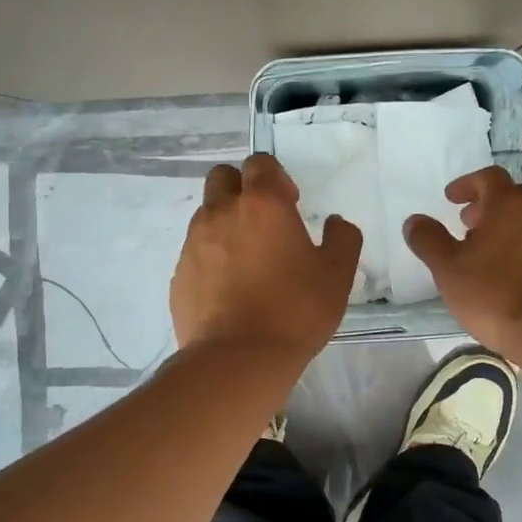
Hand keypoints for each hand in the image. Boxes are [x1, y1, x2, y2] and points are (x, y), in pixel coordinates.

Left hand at [170, 153, 362, 360]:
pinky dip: (212, 259)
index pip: (260, 163)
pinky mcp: (179, 274)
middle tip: (264, 223)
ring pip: (206, 214)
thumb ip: (342, 239)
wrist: (237, 359)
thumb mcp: (337, 275)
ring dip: (226, 224)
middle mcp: (221, 213)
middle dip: (242, 189)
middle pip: (222, 177)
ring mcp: (193, 243)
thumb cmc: (295, 310)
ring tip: (248, 262)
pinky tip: (230, 290)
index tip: (291, 204)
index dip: (276, 178)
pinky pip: (195, 252)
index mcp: (262, 204)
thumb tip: (336, 223)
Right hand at [402, 166, 521, 352]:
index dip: (467, 185)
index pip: (489, 177)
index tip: (451, 200)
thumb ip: (429, 240)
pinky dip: (520, 247)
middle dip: (485, 207)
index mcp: (509, 204)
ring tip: (483, 254)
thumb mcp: (449, 268)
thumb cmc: (494, 293)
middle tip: (465, 226)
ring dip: (504, 228)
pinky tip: (506, 274)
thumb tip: (414, 220)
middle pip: (510, 197)